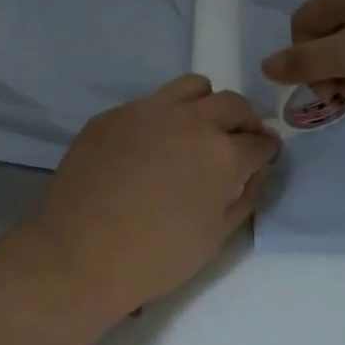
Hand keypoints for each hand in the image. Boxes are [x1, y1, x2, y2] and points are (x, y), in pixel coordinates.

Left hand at [26, 75, 280, 312]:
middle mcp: (191, 121)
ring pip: (192, 87)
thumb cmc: (154, 258)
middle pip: (232, 104)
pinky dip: (161, 117)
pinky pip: (148, 103)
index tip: (262, 157)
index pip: (260, 141)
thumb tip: (254, 172)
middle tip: (235, 141)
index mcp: (223, 155)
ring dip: (205, 104)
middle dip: (243, 121)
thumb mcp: (215, 238)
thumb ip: (243, 198)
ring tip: (195, 130)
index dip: (266, 151)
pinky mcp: (114, 114)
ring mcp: (148, 111)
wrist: (78, 252)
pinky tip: (147, 146)